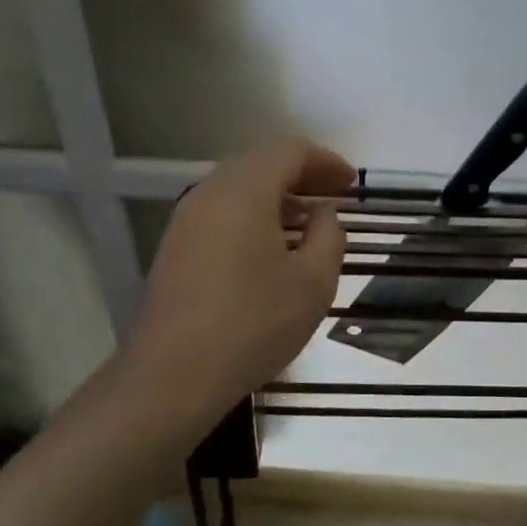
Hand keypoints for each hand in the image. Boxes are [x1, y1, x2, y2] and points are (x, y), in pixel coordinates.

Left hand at [127, 136, 353, 413]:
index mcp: (244, 191)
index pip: (289, 150)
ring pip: (238, 189)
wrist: (174, 375)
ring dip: (277, 198)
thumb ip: (329, 235)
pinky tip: (271, 251)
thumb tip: (323, 214)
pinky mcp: (175, 249)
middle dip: (302, 175)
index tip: (352, 184)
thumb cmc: (253, 324)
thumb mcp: (313, 282)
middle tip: (334, 199)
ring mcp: (185, 221)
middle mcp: (208, 193)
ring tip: (308, 225)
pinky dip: (253, 217)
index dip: (326, 161)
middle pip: (260, 163)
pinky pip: (221, 214)